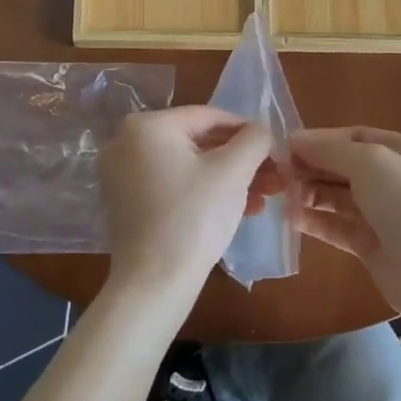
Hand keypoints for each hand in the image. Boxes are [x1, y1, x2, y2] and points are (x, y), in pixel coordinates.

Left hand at [100, 106, 282, 293]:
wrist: (154, 283)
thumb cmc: (194, 217)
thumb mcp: (233, 171)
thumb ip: (254, 139)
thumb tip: (262, 131)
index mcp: (146, 126)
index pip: (210, 117)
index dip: (249, 131)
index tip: (278, 150)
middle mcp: (126, 143)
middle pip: (200, 143)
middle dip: (242, 161)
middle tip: (276, 177)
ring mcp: (123, 175)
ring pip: (190, 167)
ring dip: (230, 180)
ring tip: (265, 197)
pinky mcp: (129, 204)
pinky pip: (175, 186)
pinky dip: (206, 193)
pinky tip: (241, 210)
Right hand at [288, 127, 400, 312]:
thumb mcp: (372, 163)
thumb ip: (332, 150)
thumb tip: (296, 140)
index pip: (357, 137)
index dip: (321, 140)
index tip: (286, 147)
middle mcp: (399, 180)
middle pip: (347, 167)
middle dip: (313, 167)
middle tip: (279, 174)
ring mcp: (387, 215)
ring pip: (341, 197)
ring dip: (311, 194)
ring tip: (283, 197)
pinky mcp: (374, 245)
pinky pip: (340, 227)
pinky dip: (317, 221)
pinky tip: (292, 219)